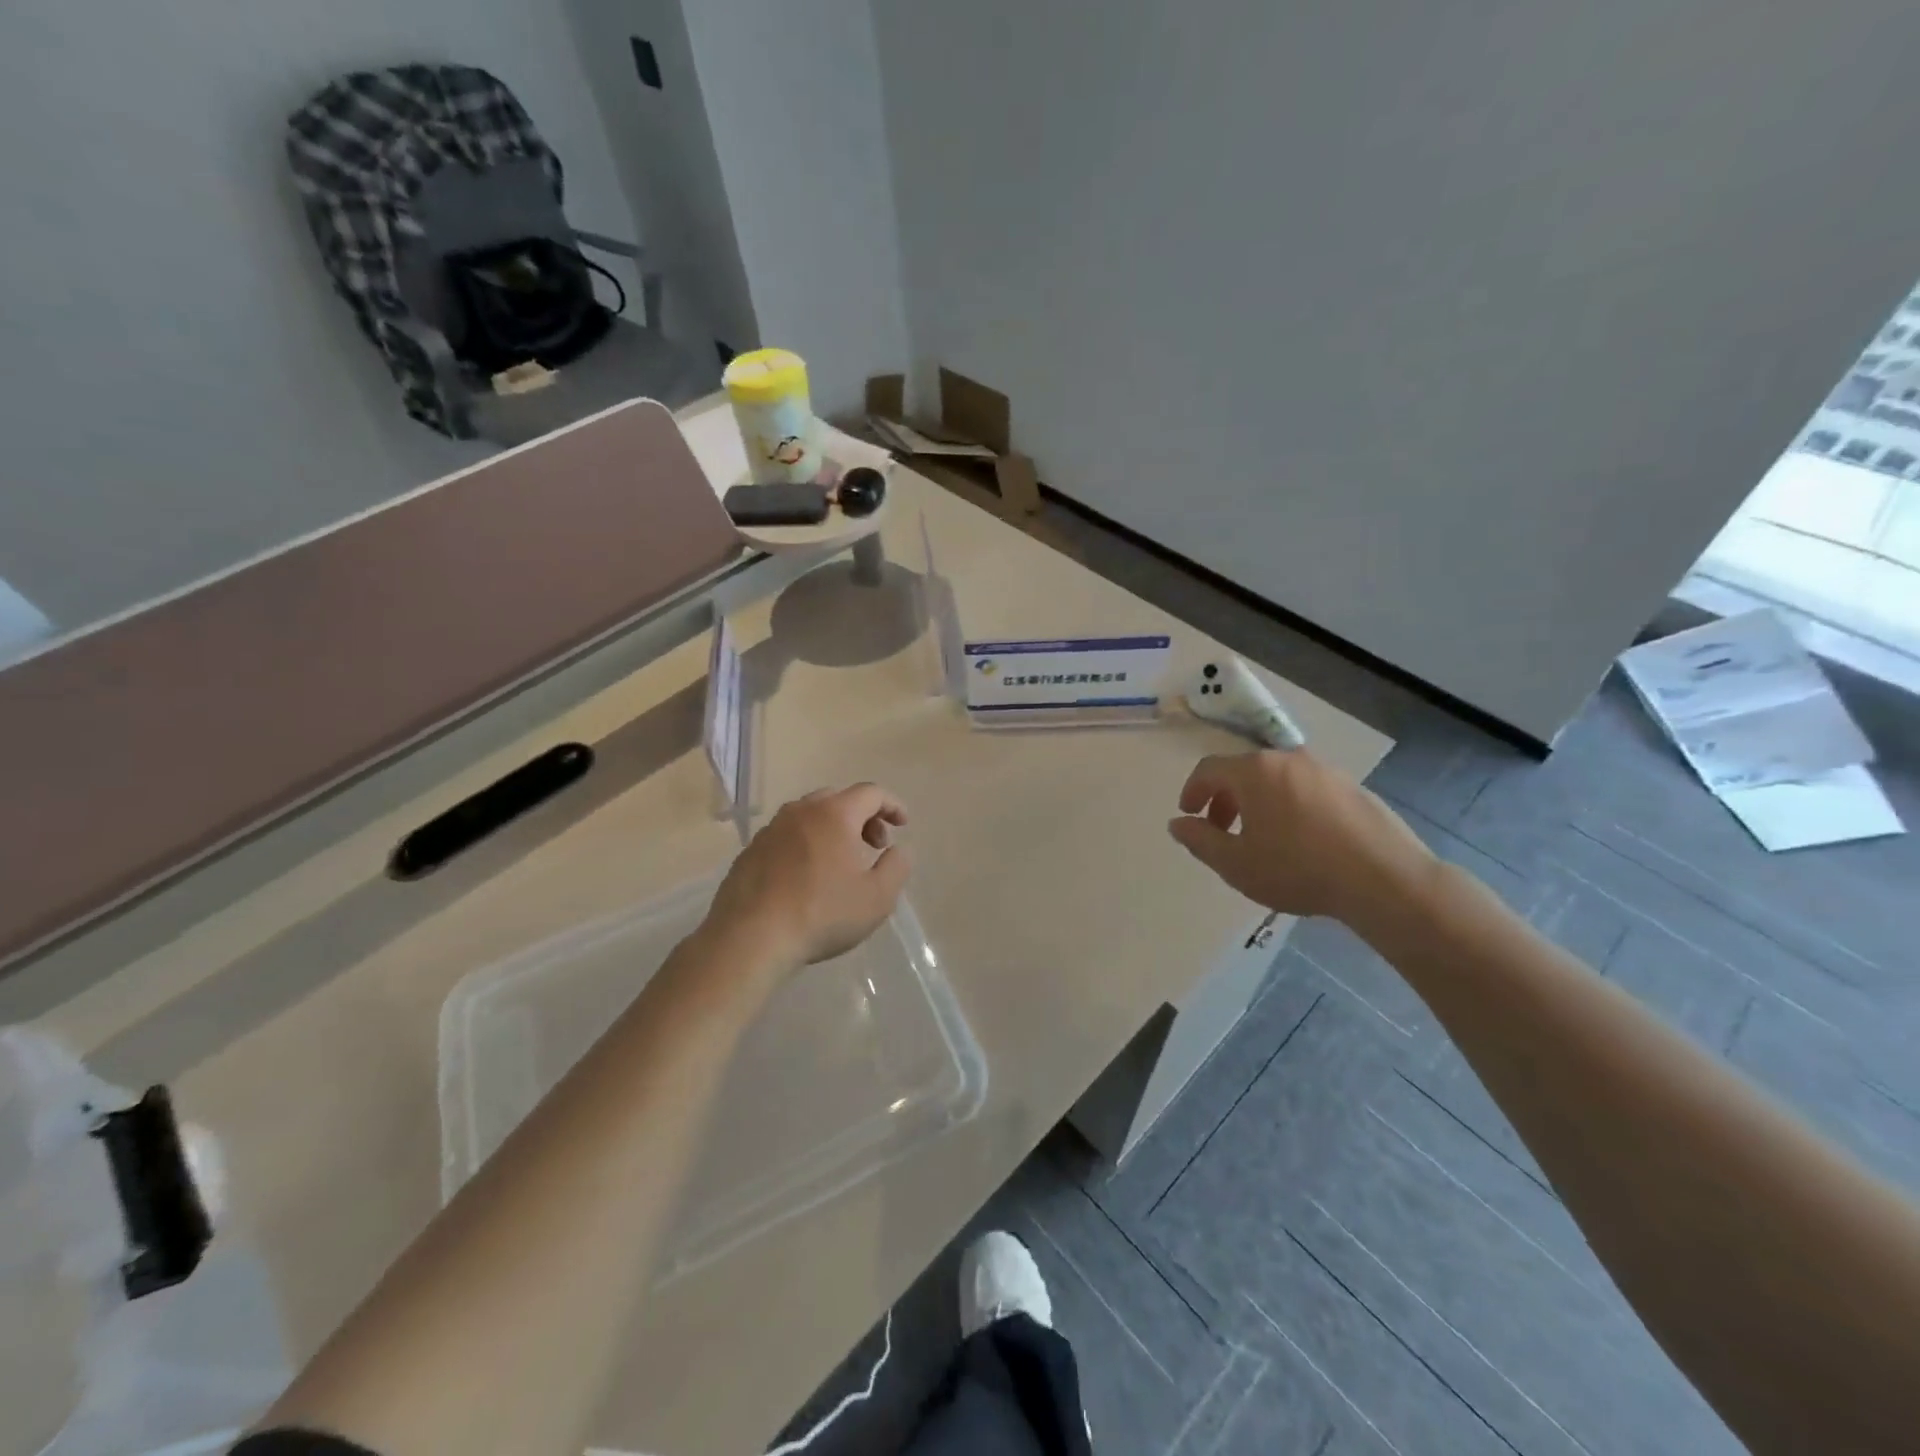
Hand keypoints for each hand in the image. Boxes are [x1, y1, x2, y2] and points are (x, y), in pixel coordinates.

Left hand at [705, 783, 911, 966]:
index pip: (871, 793)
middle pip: (838, 799)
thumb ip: (897, 867)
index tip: (903, 825)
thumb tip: (899, 849)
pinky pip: (786, 837)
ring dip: (832, 830)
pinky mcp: (750, 852)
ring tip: (840, 863)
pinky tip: (806, 877)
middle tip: (873, 846)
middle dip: (862, 817)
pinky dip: (805, 845)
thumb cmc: (822, 914)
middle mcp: (800, 812)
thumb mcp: (877, 897)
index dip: (892, 805)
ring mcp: (771, 830)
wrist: (750, 938)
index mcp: (834, 814)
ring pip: (809, 816)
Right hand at [1167, 750, 1435, 926]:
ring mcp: (1325, 770)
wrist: (1384, 879)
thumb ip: (1200, 841)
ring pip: (1277, 779)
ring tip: (1262, 838)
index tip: (1189, 816)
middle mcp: (1287, 759)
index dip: (1192, 791)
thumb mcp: (1236, 864)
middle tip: (1221, 830)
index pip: (1208, 769)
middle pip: (1243, 771)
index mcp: (1254, 771)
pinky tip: (1301, 840)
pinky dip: (1290, 806)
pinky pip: (1306, 790)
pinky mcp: (1353, 787)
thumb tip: (1178, 824)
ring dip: (1258, 802)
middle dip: (1225, 799)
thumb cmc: (1298, 869)